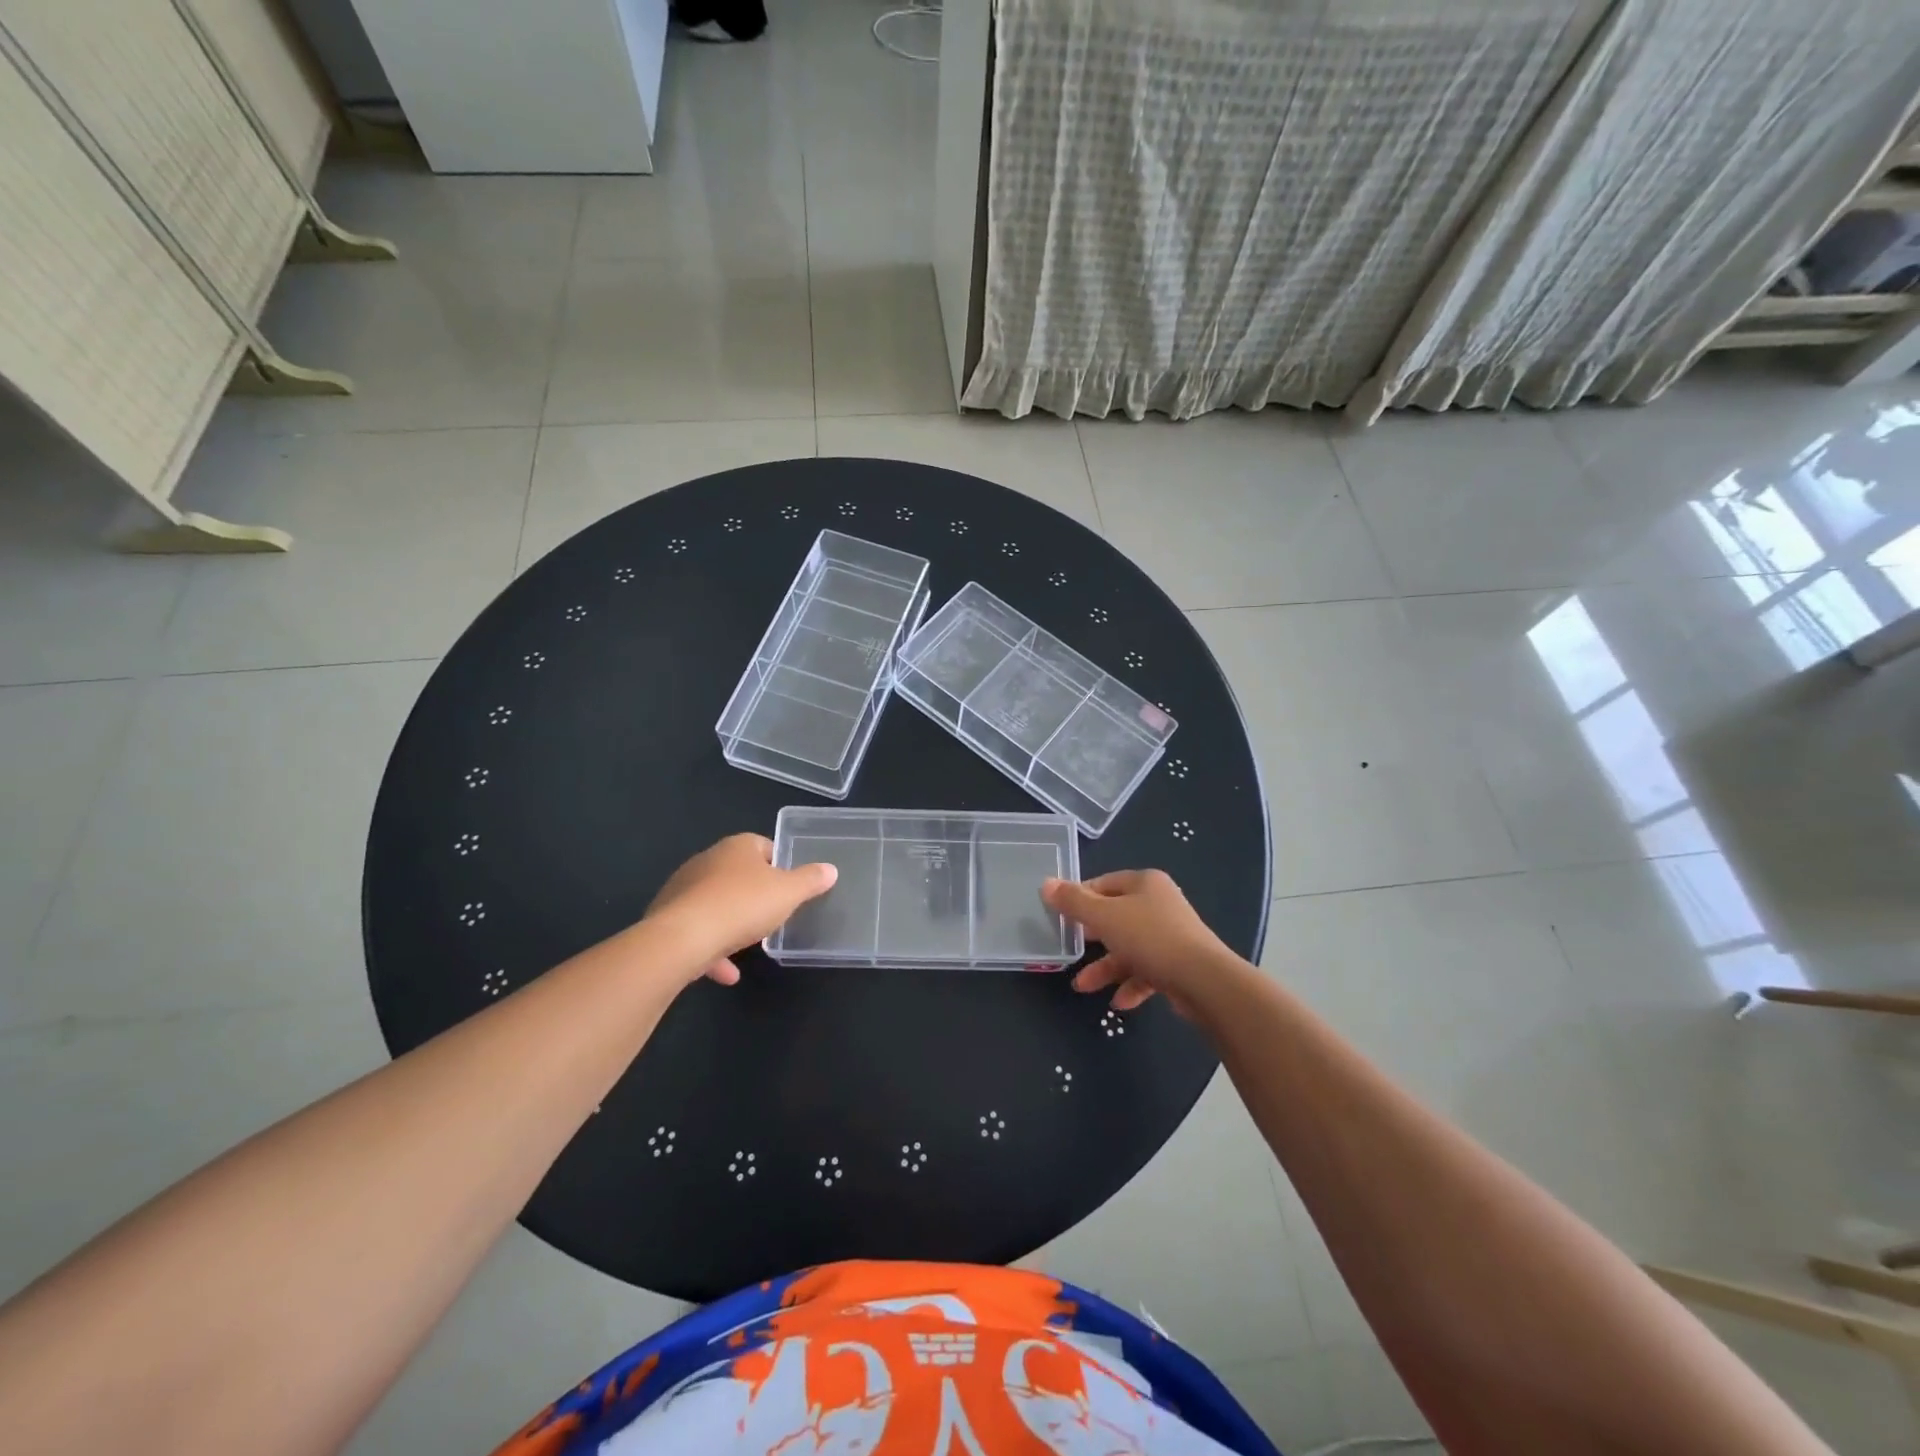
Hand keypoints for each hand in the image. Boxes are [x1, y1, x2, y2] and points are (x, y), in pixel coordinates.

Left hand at [647, 834, 836, 984]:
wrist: (682, 938)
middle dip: (755, 894)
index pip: (764, 846)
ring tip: (749, 944)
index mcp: (737, 847)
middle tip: (774, 913)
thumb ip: (810, 881)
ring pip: (715, 904)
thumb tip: (830, 870)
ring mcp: (683, 889)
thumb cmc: (743, 905)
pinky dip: (712, 950)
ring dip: (731, 924)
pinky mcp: (667, 918)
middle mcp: (707, 860)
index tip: (791, 886)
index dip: (780, 864)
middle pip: (738, 874)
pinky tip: (726, 973)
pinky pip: (697, 931)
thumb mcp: (788, 893)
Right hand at [1041, 869, 1239, 1016]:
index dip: (1080, 898)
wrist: (1204, 981)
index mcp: (1145, 883)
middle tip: (1069, 948)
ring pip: (1129, 948)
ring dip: (1106, 967)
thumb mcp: (1104, 917)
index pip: (1104, 883)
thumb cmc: (1149, 938)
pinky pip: (1147, 971)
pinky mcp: (1179, 965)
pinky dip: (1131, 984)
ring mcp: (1171, 935)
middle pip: (1116, 917)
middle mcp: (1160, 904)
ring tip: (1083, 987)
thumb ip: (1074, 902)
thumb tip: (1046, 883)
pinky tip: (1119, 1002)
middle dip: (1091, 938)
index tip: (1060, 917)